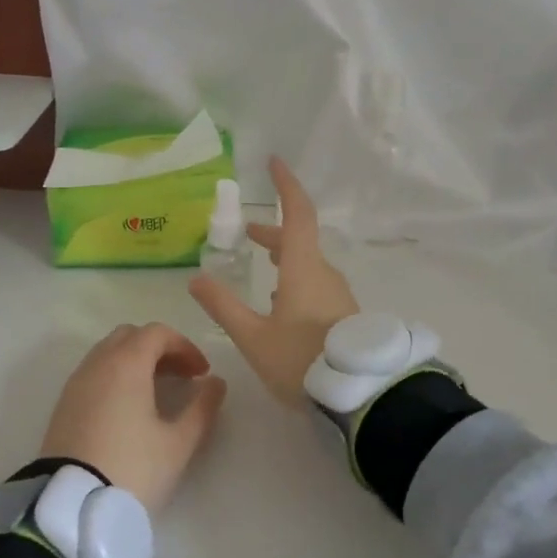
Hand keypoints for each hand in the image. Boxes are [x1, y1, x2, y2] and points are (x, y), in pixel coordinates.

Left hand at [40, 323, 227, 511]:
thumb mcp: (179, 442)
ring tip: (157, 393)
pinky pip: (94, 374)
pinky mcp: (63, 406)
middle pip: (130, 336)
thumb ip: (203, 407)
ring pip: (108, 354)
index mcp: (126, 364)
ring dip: (136, 362)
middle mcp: (97, 364)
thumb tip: (215, 383)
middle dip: (159, 349)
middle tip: (181, 377)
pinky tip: (129, 409)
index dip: (185, 346)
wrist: (72, 507)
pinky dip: (115, 377)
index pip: (157, 333)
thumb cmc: (133, 469)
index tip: (202, 373)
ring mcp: (75, 384)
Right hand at [190, 157, 358, 405]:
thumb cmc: (301, 361)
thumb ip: (223, 306)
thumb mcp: (253, 337)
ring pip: (310, 265)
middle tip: (250, 233)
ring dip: (286, 258)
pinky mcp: (346, 315)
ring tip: (265, 268)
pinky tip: (286, 306)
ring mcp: (340, 295)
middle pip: (301, 240)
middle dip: (275, 232)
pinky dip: (298, 280)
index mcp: (303, 269)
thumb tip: (197, 278)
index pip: (297, 213)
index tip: (274, 163)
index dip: (286, 186)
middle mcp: (325, 274)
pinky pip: (319, 285)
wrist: (360, 394)